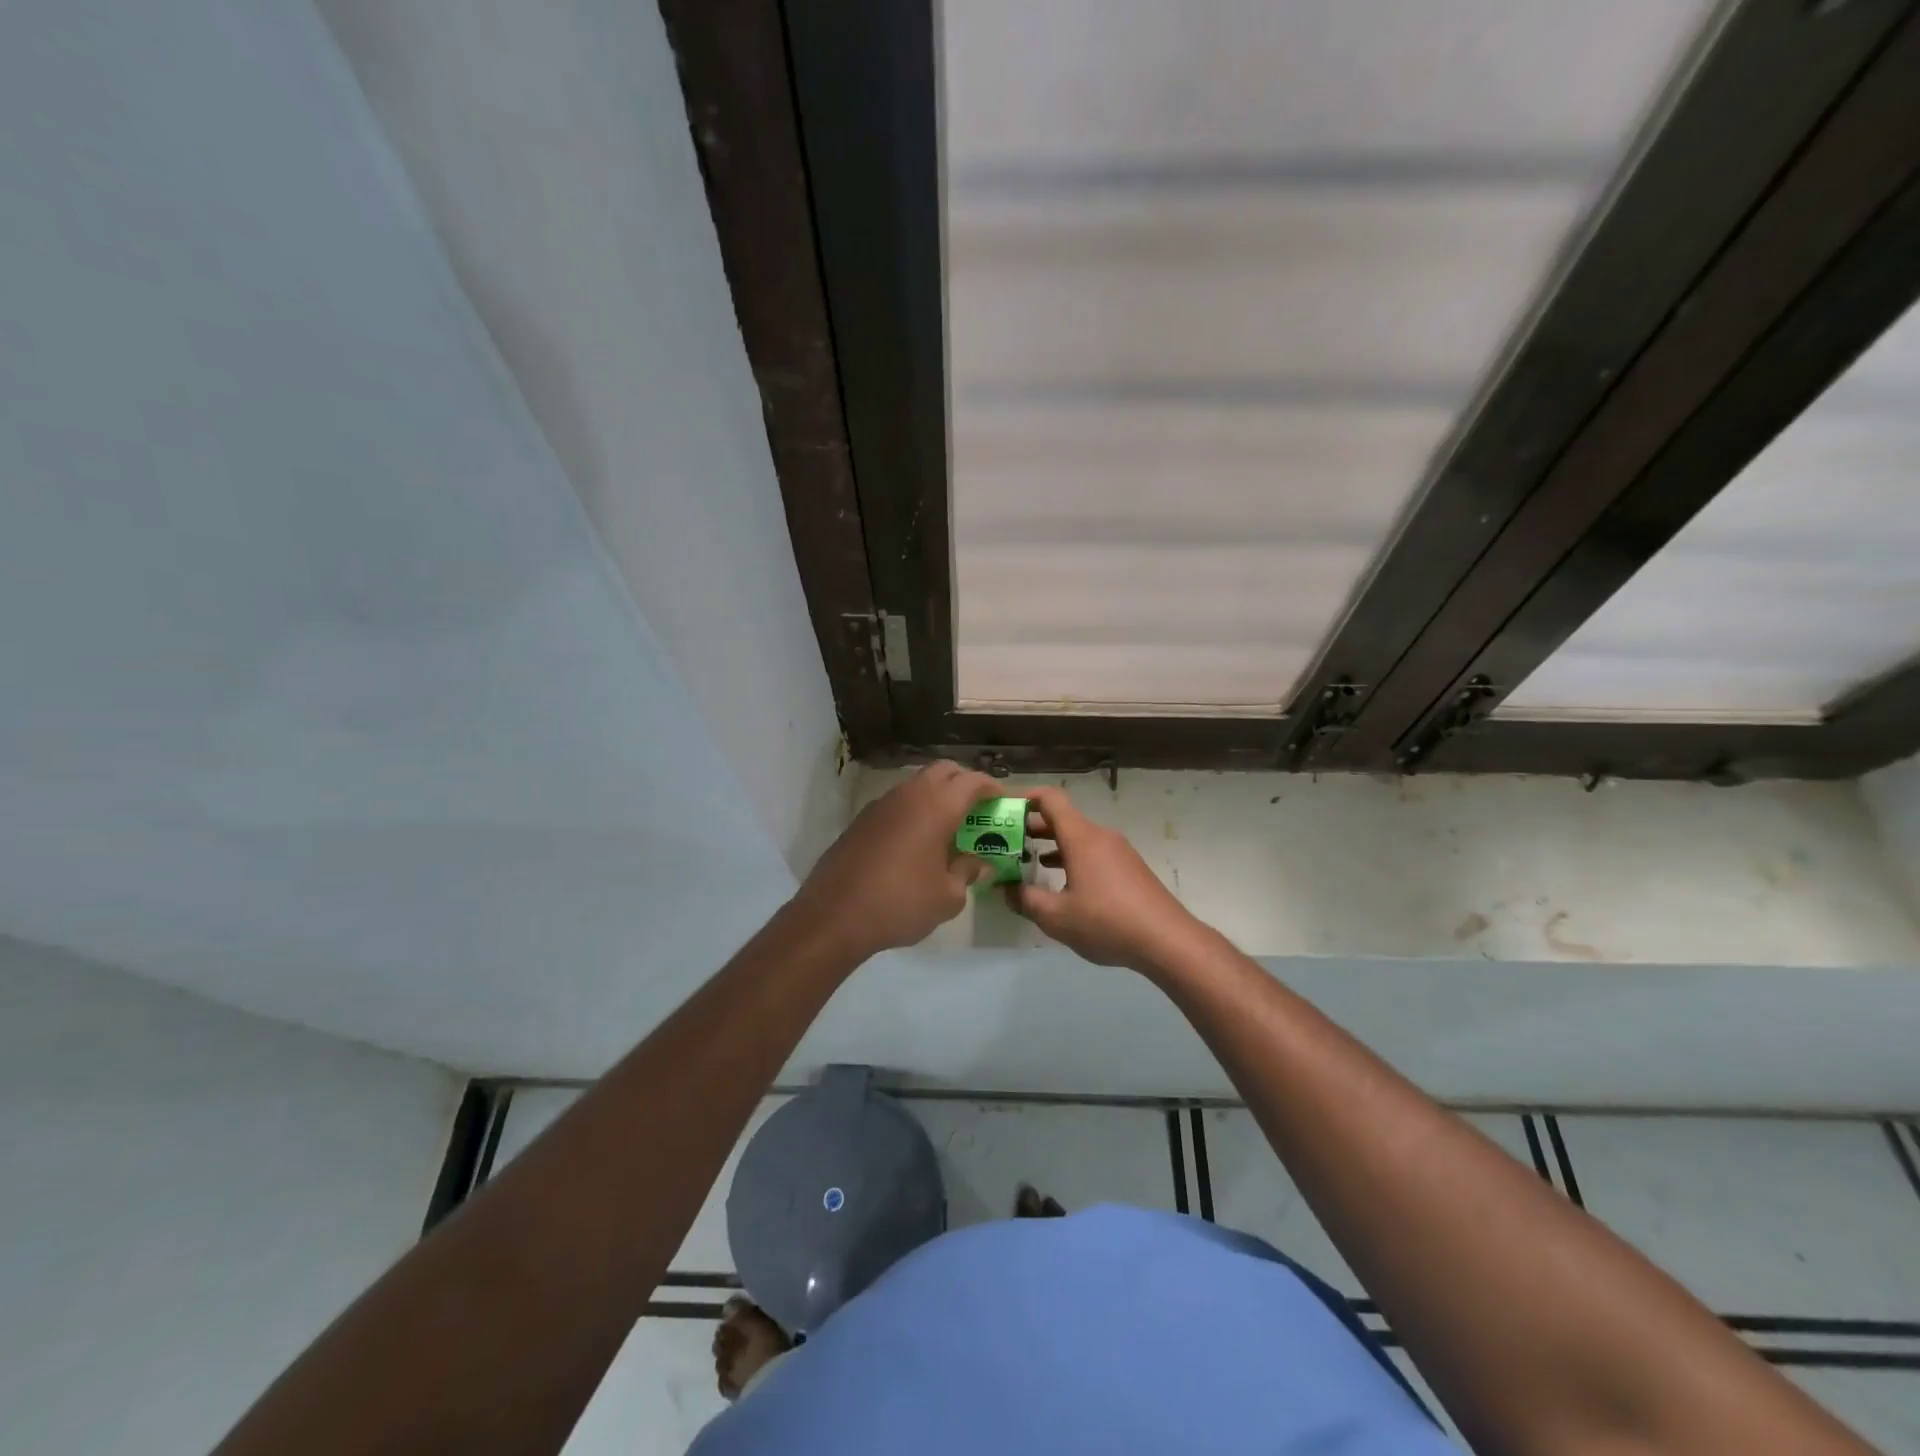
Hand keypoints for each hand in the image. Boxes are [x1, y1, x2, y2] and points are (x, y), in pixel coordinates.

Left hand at [792, 761, 1001, 961]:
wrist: (833, 915)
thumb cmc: (900, 903)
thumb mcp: (947, 897)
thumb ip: (968, 872)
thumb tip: (980, 863)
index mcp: (937, 806)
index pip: (973, 780)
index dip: (992, 787)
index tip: (1003, 801)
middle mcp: (909, 795)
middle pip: (944, 770)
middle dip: (965, 783)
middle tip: (978, 809)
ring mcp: (882, 804)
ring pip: (918, 783)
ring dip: (938, 795)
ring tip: (949, 825)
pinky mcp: (862, 819)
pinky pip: (898, 802)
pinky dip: (914, 809)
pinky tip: (916, 839)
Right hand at [1007, 786, 1205, 973]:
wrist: (1167, 940)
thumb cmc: (1107, 922)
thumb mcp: (1056, 917)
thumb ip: (1025, 899)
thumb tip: (1003, 889)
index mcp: (1081, 837)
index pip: (1050, 799)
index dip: (1024, 797)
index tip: (1002, 808)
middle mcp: (1100, 836)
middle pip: (1062, 818)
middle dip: (1031, 825)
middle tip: (1005, 840)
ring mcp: (1118, 851)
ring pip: (1077, 837)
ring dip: (1051, 843)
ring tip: (1027, 859)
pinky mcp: (1129, 868)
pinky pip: (1092, 852)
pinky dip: (1071, 857)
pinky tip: (1062, 881)